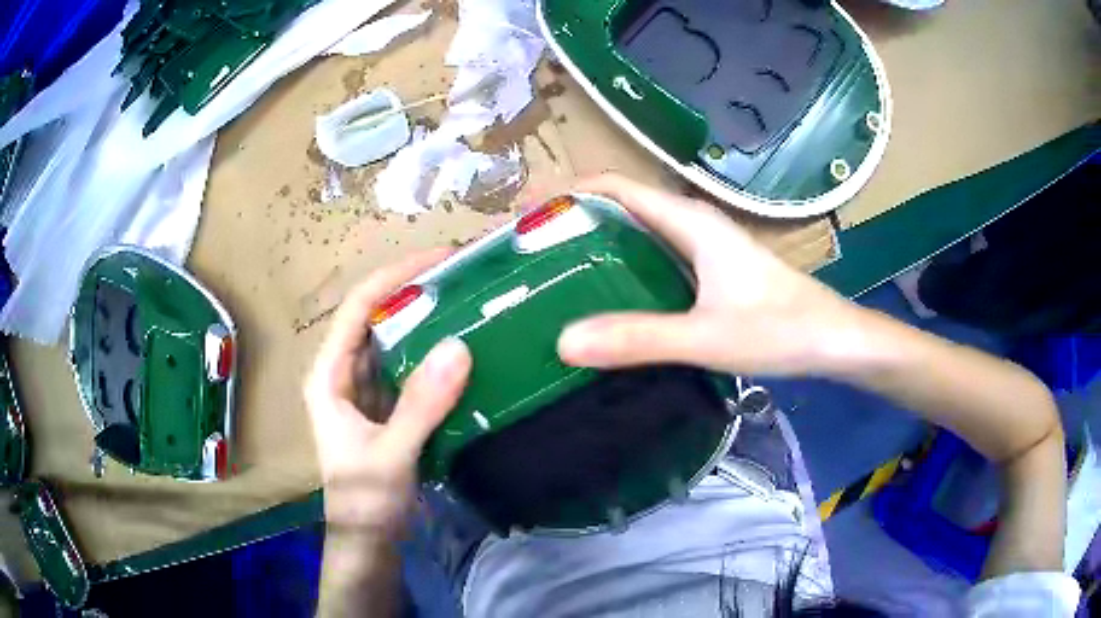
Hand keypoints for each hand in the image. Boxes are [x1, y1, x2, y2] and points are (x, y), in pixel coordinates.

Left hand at [304, 249, 471, 534]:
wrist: (369, 540)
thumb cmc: (365, 500)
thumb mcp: (391, 454)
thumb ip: (421, 405)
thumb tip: (458, 346)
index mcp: (329, 375)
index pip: (359, 307)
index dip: (396, 277)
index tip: (441, 258)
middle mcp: (343, 373)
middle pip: (376, 318)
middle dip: (415, 292)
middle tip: (463, 276)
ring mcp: (364, 390)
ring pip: (393, 342)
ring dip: (425, 321)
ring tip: (467, 301)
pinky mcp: (385, 407)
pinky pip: (407, 368)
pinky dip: (431, 354)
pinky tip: (461, 347)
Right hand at [558, 174, 862, 375]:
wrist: (834, 340)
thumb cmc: (781, 329)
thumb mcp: (706, 337)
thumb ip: (638, 338)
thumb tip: (564, 340)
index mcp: (690, 222)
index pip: (616, 187)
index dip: (568, 193)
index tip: (526, 219)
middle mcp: (694, 224)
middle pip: (623, 206)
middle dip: (576, 220)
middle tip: (532, 255)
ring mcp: (706, 248)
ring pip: (640, 232)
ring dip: (599, 244)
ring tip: (558, 273)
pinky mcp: (713, 271)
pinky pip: (657, 256)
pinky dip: (626, 267)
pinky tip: (612, 297)